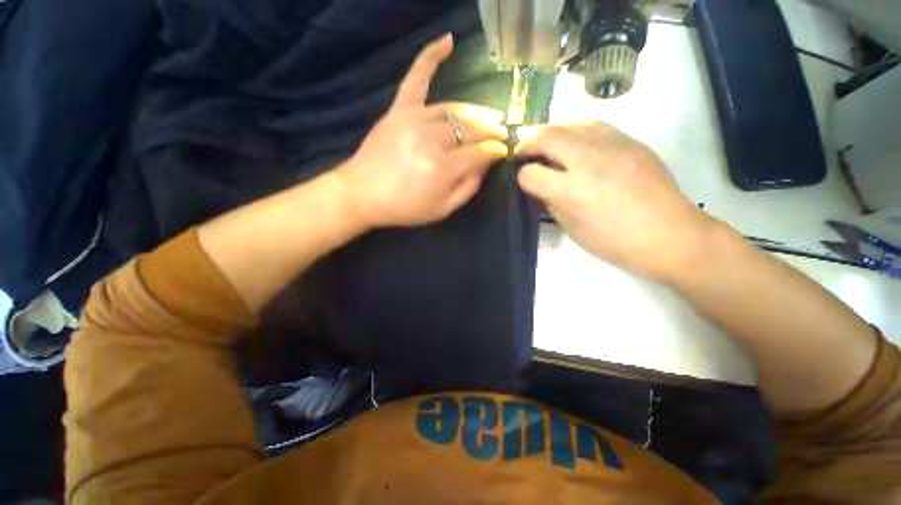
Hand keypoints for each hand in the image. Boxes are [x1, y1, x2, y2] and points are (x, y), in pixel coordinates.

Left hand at [336, 33, 509, 228]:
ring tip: (491, 115)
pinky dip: (430, 57)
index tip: (502, 151)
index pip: (479, 153)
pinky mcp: (399, 110)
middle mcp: (432, 140)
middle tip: (501, 131)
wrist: (362, 194)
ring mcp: (414, 120)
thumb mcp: (442, 210)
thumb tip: (484, 165)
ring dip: (476, 112)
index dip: (494, 152)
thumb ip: (467, 189)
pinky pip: (416, 78)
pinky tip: (447, 42)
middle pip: (470, 129)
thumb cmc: (404, 208)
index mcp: (443, 169)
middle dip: (490, 130)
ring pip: (454, 109)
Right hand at [516, 121, 713, 281]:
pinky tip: (575, 142)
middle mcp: (588, 162)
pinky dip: (575, 130)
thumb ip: (551, 204)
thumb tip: (540, 187)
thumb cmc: (615, 242)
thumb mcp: (572, 229)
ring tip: (547, 143)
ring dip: (551, 132)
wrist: (669, 235)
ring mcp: (612, 146)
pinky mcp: (630, 141)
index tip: (525, 181)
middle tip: (523, 151)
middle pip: (546, 136)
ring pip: (569, 123)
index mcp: (571, 191)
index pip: (530, 174)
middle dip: (528, 143)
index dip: (522, 178)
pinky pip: (594, 124)